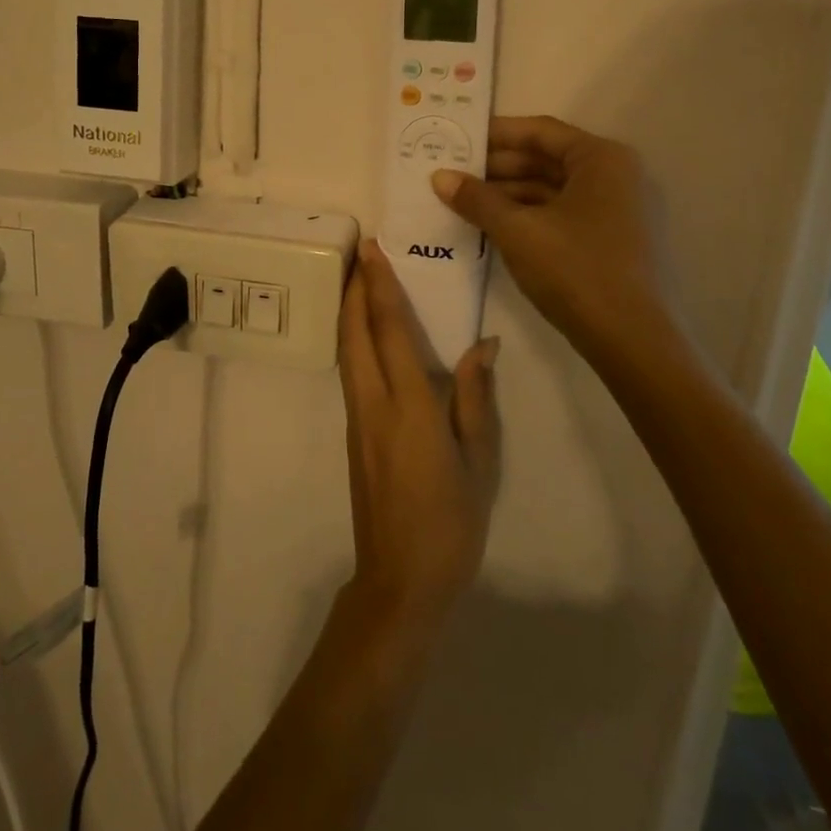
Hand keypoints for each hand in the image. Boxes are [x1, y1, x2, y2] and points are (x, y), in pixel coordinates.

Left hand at [337, 242, 501, 636]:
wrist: (399, 581)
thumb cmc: (450, 523)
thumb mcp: (479, 462)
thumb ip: (475, 398)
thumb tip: (483, 344)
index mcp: (408, 407)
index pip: (389, 331)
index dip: (379, 286)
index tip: (373, 248)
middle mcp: (373, 404)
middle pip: (354, 332)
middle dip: (354, 287)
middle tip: (362, 251)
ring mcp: (356, 418)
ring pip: (346, 350)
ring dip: (349, 310)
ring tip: (359, 279)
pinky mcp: (353, 433)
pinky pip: (350, 370)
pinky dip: (353, 338)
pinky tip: (367, 332)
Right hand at [431, 115, 685, 368]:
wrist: (634, 341)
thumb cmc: (576, 270)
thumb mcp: (517, 231)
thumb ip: (477, 199)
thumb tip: (439, 177)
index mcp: (602, 159)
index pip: (540, 131)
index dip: (496, 134)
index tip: (459, 139)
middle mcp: (617, 175)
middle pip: (548, 159)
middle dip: (499, 167)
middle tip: (454, 173)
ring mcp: (619, 210)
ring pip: (554, 189)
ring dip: (510, 194)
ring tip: (465, 202)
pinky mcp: (615, 240)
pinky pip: (564, 214)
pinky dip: (530, 215)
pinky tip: (494, 227)